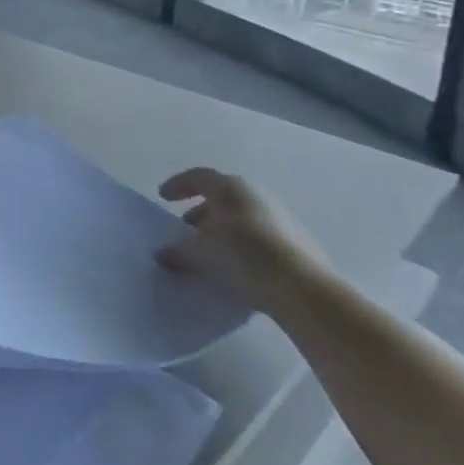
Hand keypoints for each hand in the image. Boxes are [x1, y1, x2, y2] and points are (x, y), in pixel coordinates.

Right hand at [156, 168, 324, 315]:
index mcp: (229, 188)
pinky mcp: (298, 239)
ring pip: (242, 214)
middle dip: (201, 210)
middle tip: (187, 228)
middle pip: (221, 196)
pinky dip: (244, 241)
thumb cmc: (241, 255)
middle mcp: (255, 193)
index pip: (197, 177)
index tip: (163, 197)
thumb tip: (161, 254)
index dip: (178, 185)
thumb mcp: (200, 254)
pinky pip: (261, 233)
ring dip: (223, 227)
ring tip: (212, 249)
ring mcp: (280, 215)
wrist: (302, 287)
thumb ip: (177, 252)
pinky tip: (239, 263)